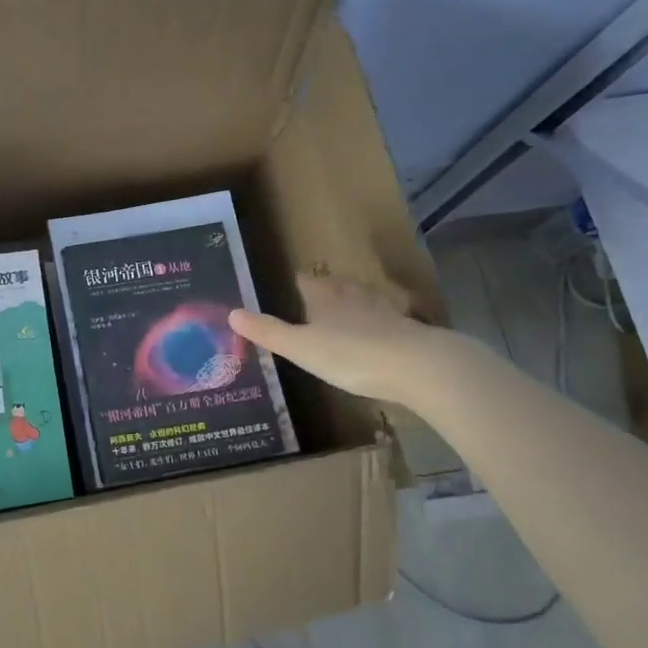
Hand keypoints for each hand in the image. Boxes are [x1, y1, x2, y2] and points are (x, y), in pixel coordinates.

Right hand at [228, 273, 465, 407]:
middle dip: (325, 289)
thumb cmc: (350, 354)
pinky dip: (377, 322)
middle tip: (313, 297)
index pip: (306, 281)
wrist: (416, 366)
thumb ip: (267, 331)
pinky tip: (377, 332)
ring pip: (362, 298)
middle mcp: (353, 296)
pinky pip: (385, 319)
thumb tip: (231, 313)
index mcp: (324, 296)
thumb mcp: (300, 347)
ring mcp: (383, 310)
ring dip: (352, 301)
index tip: (288, 285)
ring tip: (343, 310)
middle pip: (335, 285)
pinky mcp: (406, 328)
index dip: (296, 282)